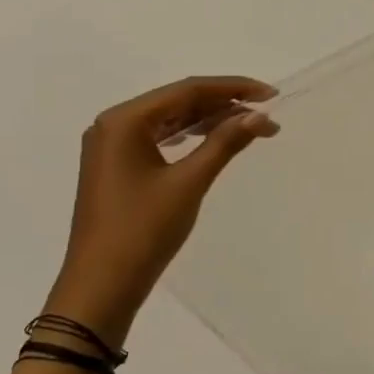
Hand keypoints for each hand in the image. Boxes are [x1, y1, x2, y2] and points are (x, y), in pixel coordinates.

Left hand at [42, 76, 278, 344]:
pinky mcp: (117, 166)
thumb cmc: (143, 230)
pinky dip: (190, 137)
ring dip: (210, 121)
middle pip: (178, 101)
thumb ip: (224, 143)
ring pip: (170, 119)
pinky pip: (159, 138)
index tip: (271, 95)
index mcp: (124, 120)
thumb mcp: (189, 182)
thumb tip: (260, 116)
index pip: (187, 90)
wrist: (102, 284)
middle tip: (266, 116)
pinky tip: (214, 140)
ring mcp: (112, 146)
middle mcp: (114, 124)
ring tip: (249, 127)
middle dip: (224, 105)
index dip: (233, 88)